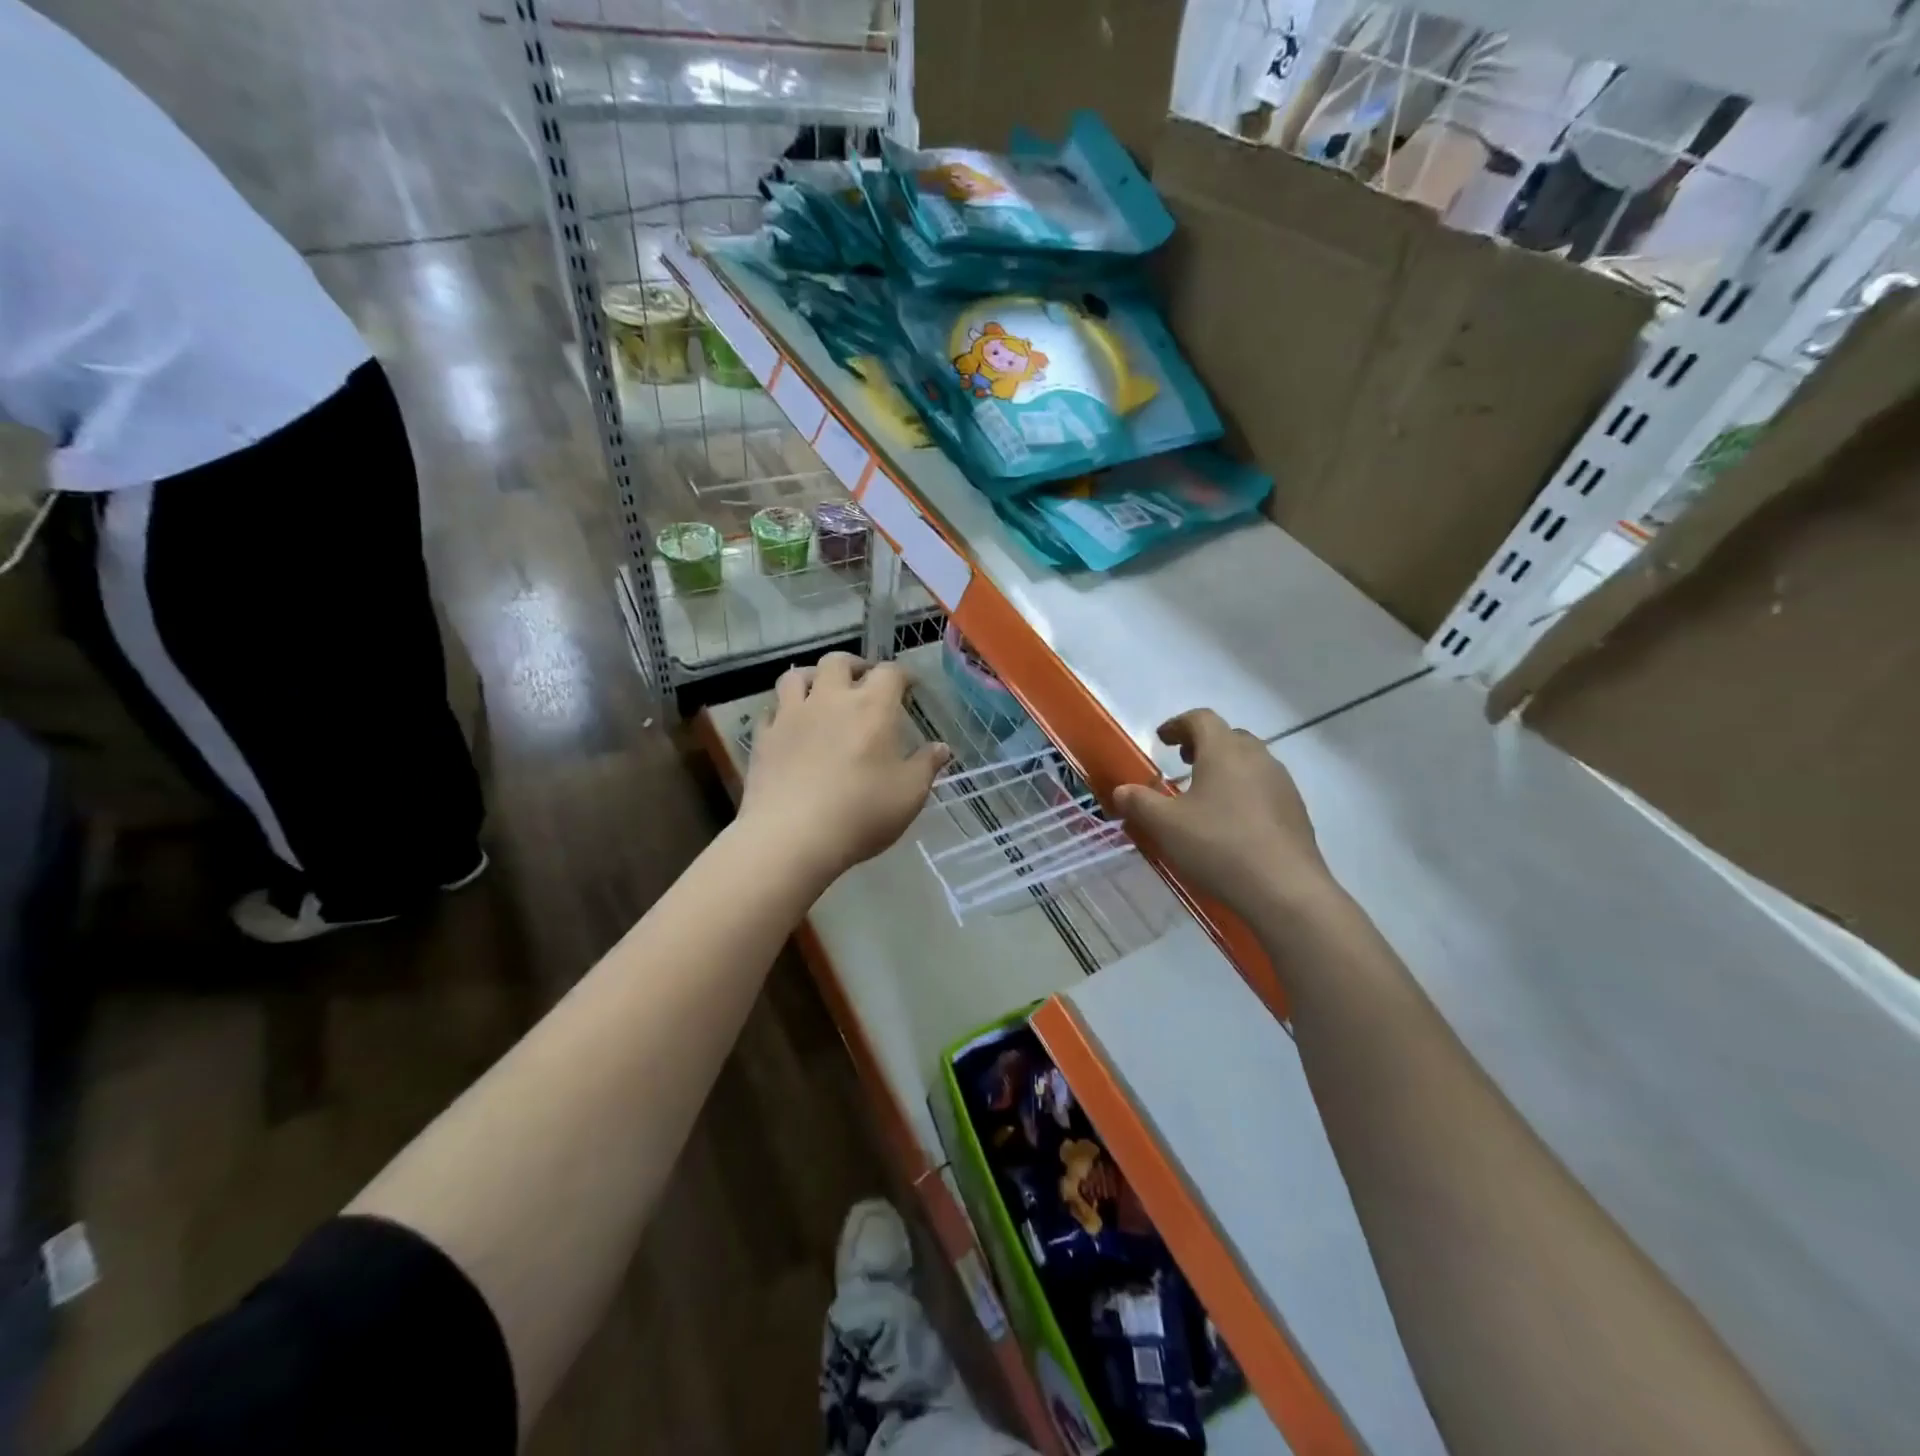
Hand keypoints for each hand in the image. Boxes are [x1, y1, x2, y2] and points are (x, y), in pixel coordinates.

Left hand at [741, 653, 950, 883]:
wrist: (791, 836)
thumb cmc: (861, 813)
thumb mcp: (909, 794)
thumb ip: (926, 766)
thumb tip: (941, 748)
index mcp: (872, 707)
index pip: (890, 672)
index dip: (902, 675)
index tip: (909, 686)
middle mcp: (830, 699)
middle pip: (838, 661)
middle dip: (855, 666)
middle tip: (864, 681)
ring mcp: (791, 716)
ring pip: (796, 676)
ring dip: (813, 678)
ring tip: (821, 693)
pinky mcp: (764, 737)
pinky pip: (771, 711)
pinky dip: (783, 711)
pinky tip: (790, 726)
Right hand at [1113, 709, 1332, 924]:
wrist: (1285, 890)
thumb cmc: (1219, 846)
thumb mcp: (1165, 825)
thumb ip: (1139, 802)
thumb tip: (1121, 790)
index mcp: (1224, 751)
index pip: (1201, 719)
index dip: (1178, 724)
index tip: (1161, 739)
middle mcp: (1257, 758)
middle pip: (1229, 737)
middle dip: (1203, 744)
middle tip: (1182, 763)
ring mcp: (1282, 784)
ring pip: (1250, 762)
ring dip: (1225, 768)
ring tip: (1205, 794)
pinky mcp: (1296, 811)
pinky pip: (1264, 788)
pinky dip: (1243, 792)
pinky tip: (1232, 823)